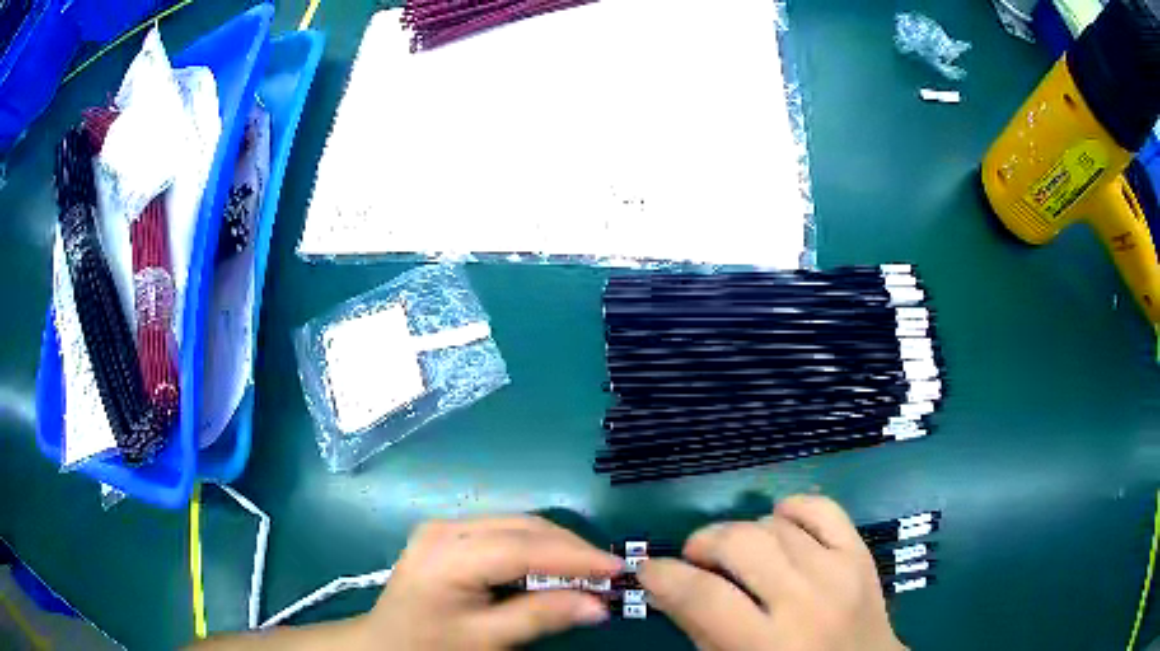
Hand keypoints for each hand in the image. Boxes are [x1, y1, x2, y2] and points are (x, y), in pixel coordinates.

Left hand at [363, 515, 622, 649]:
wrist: (385, 642)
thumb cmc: (431, 644)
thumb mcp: (486, 639)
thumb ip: (541, 617)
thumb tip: (599, 605)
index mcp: (448, 554)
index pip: (523, 547)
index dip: (574, 555)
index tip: (617, 568)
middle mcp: (446, 527)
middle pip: (522, 527)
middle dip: (569, 547)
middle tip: (607, 572)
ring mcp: (444, 526)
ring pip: (516, 524)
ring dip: (555, 545)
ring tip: (587, 570)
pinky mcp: (447, 533)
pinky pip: (502, 531)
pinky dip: (535, 547)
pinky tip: (551, 566)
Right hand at [639, 495, 906, 650]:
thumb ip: (698, 629)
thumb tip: (663, 585)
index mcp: (767, 644)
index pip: (703, 596)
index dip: (665, 575)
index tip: (649, 569)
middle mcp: (805, 602)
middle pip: (741, 543)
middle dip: (704, 542)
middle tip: (695, 559)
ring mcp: (838, 571)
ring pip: (775, 524)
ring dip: (743, 532)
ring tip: (738, 554)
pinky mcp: (860, 553)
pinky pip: (823, 508)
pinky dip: (793, 508)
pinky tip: (779, 524)